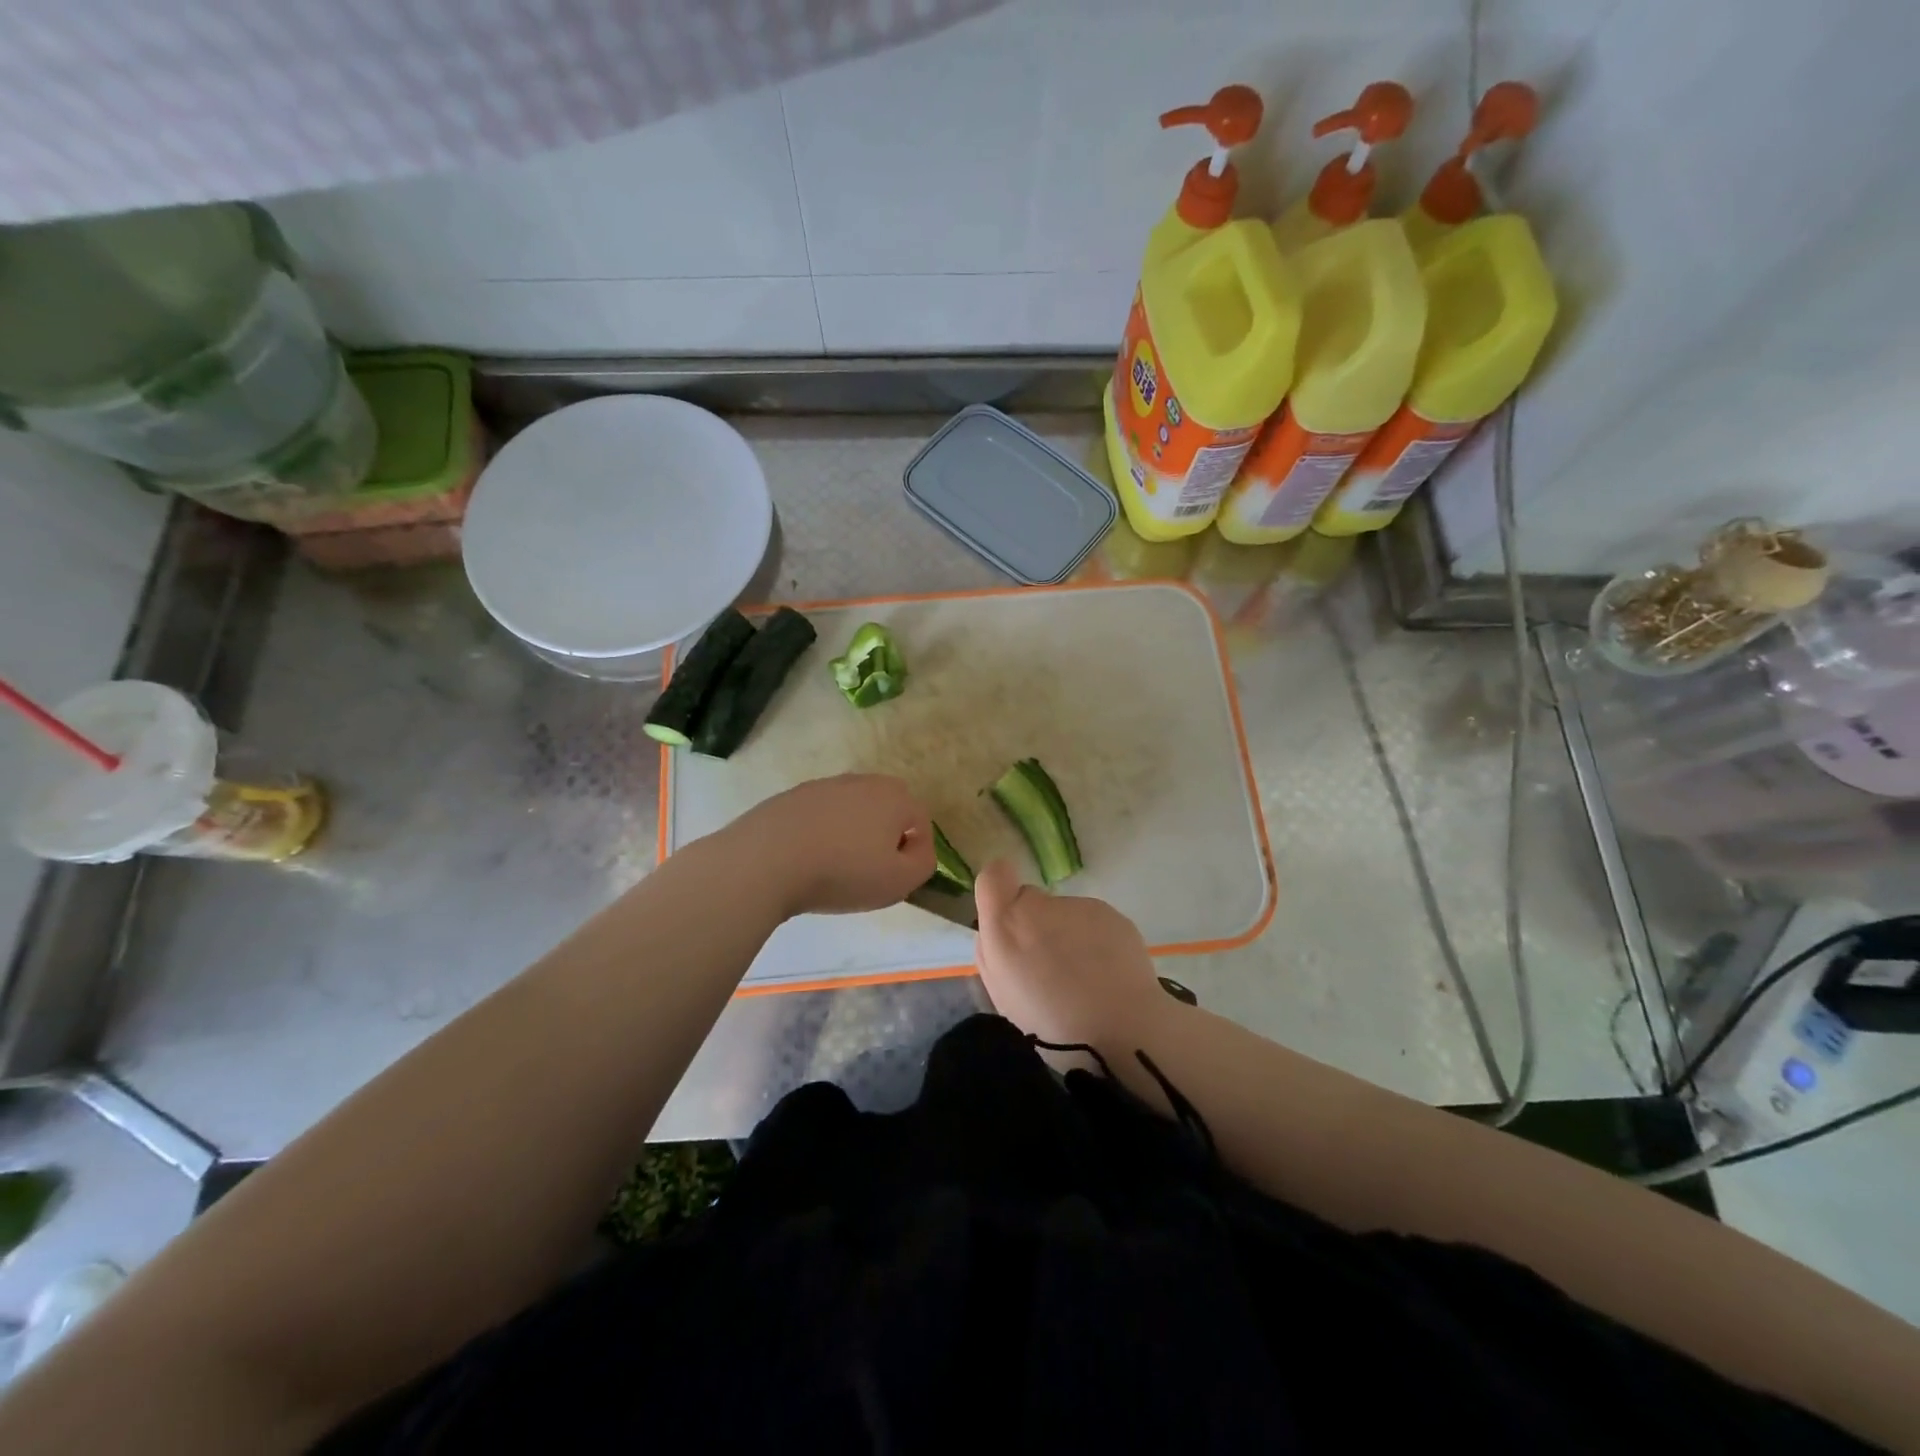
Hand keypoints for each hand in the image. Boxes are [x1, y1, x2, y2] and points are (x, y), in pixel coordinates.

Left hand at [727, 774, 933, 917]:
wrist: (766, 860)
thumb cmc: (842, 871)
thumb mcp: (899, 881)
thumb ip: (923, 863)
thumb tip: (918, 849)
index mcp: (894, 796)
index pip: (920, 821)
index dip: (915, 852)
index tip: (897, 878)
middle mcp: (862, 781)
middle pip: (885, 810)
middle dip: (884, 837)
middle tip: (869, 871)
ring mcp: (823, 786)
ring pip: (851, 811)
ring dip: (850, 834)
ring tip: (834, 867)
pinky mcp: (791, 797)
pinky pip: (818, 817)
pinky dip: (819, 834)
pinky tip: (806, 860)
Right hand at [972, 859, 1166, 1050]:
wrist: (1124, 1032)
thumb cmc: (1053, 1025)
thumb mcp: (1002, 997)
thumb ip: (991, 953)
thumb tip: (997, 930)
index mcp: (1006, 925)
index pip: (993, 875)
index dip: (998, 892)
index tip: (1007, 919)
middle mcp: (1041, 905)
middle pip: (1030, 899)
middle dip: (1034, 923)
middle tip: (1048, 964)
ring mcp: (1079, 906)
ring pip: (1064, 914)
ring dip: (1067, 935)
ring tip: (1083, 977)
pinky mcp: (1112, 913)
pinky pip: (1093, 922)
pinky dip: (1095, 941)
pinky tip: (1106, 974)